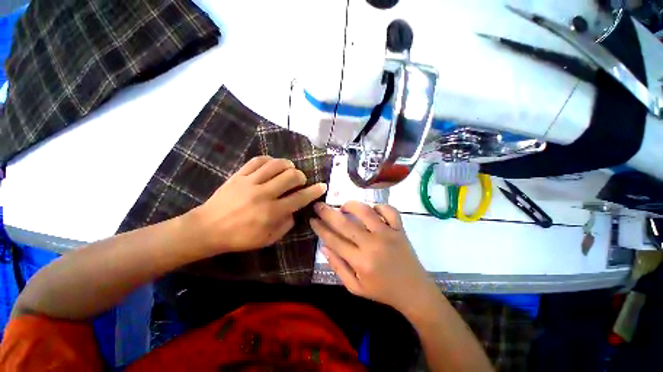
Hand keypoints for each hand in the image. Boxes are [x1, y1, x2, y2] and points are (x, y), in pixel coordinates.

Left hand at [188, 156, 326, 253]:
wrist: (207, 229)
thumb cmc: (239, 238)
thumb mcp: (267, 239)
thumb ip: (286, 225)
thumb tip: (294, 211)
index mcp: (272, 212)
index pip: (300, 198)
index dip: (314, 191)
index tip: (322, 186)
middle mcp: (264, 194)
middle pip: (290, 177)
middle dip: (301, 176)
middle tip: (301, 180)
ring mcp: (250, 182)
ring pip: (276, 165)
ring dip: (288, 165)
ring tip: (290, 169)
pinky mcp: (238, 175)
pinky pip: (257, 161)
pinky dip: (270, 160)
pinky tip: (273, 164)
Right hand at [310, 201, 436, 314]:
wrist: (414, 292)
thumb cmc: (382, 291)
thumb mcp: (355, 288)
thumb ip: (338, 267)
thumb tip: (324, 247)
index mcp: (360, 262)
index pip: (334, 240)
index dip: (320, 228)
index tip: (312, 219)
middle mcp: (373, 244)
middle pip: (345, 223)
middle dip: (328, 212)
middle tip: (318, 205)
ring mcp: (388, 234)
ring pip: (366, 211)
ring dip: (351, 205)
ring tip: (344, 207)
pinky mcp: (400, 229)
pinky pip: (389, 210)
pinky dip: (379, 206)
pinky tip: (372, 210)